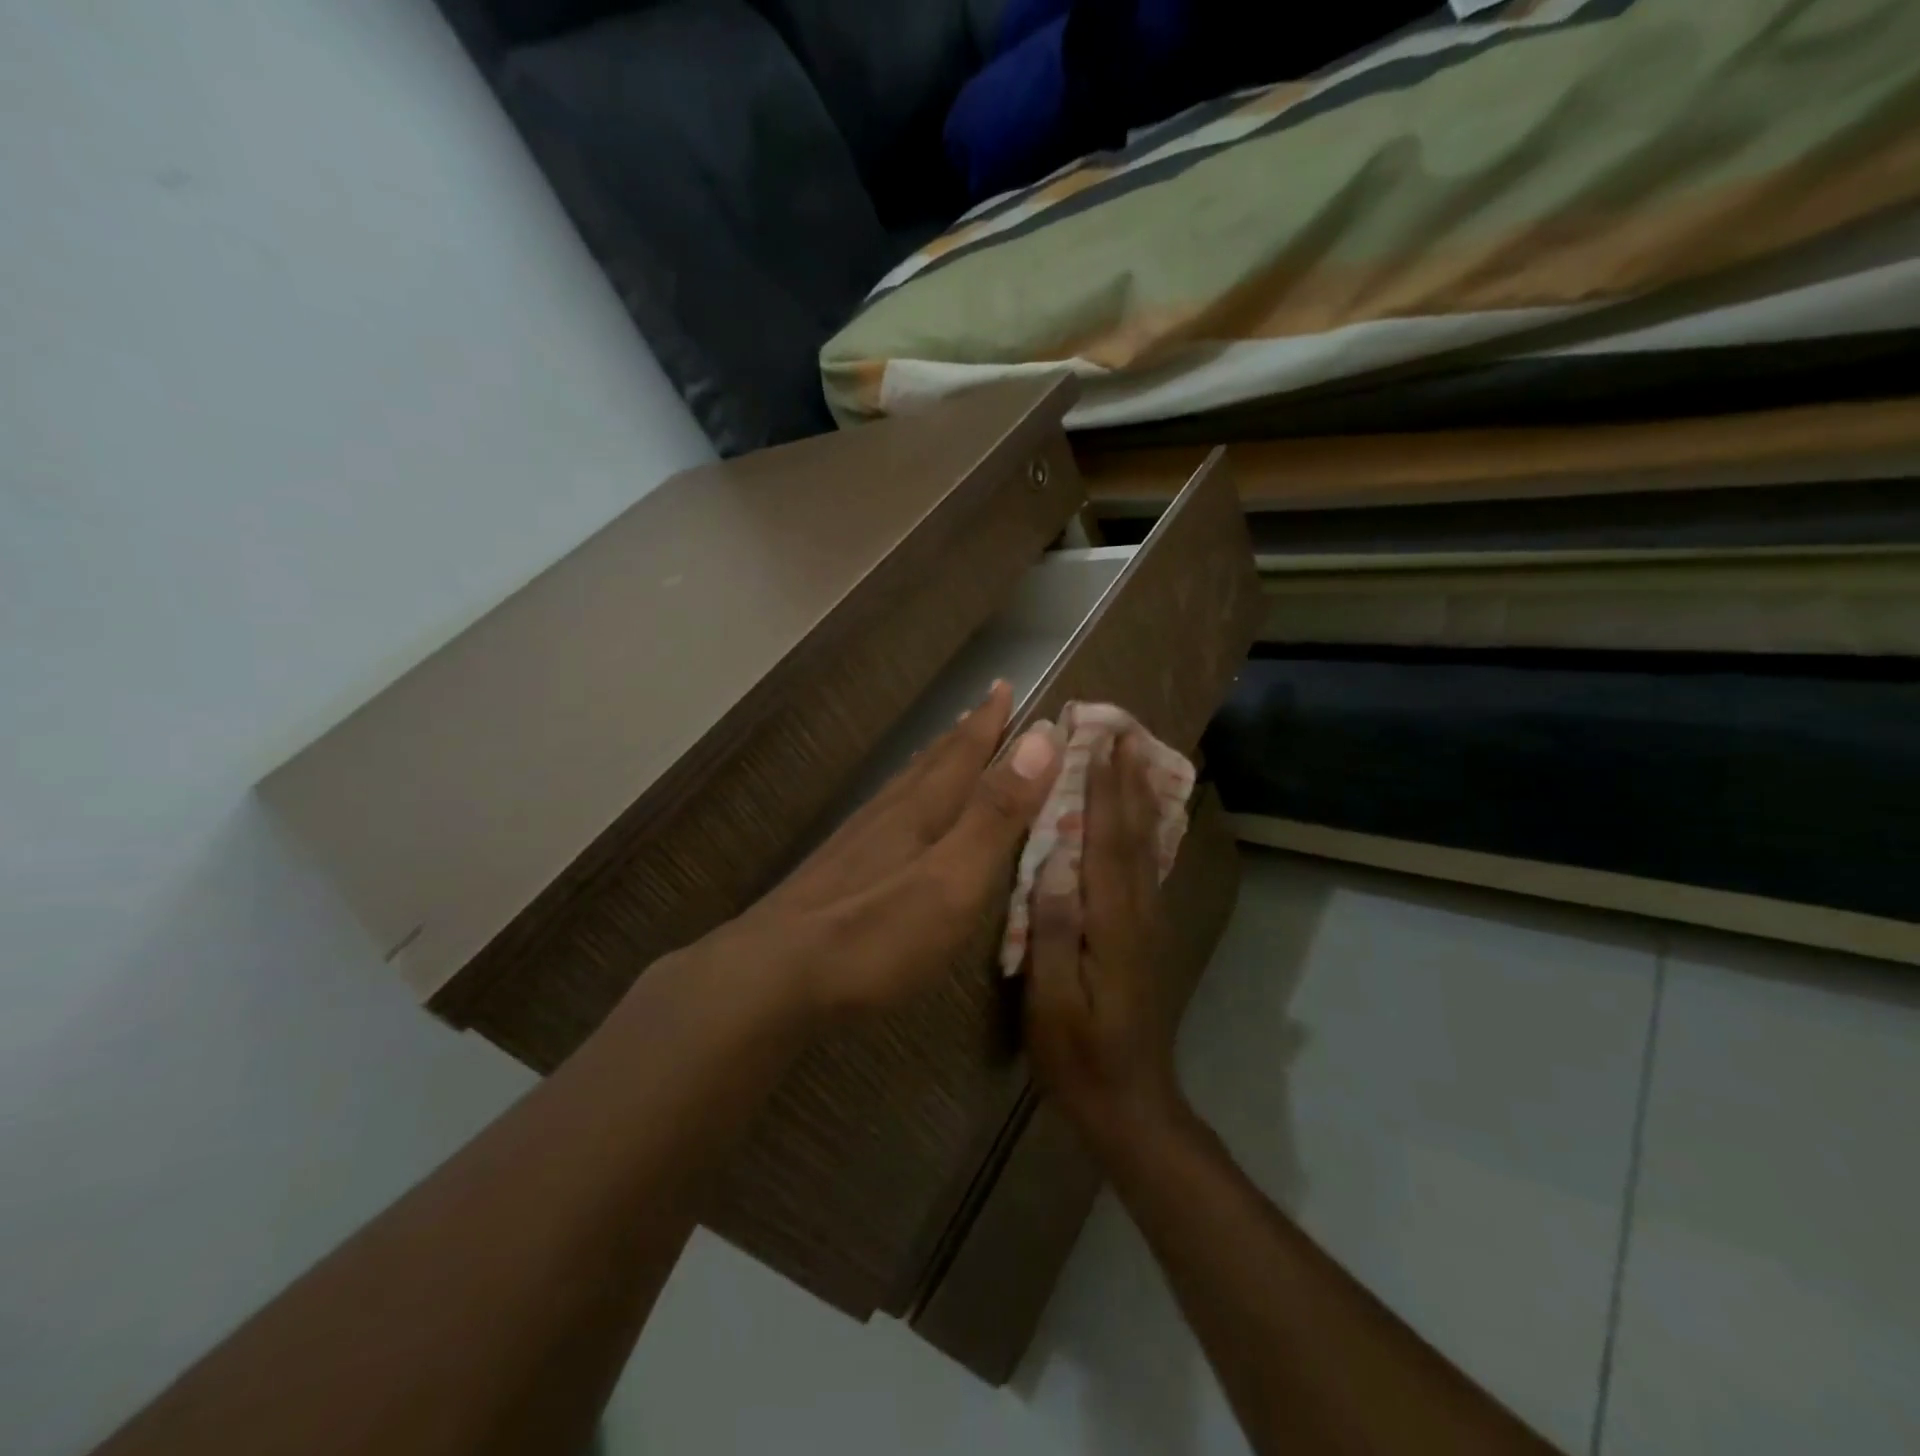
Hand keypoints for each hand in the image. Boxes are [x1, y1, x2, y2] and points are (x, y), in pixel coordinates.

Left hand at [730, 679, 1061, 1014]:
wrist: (770, 977)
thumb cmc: (874, 935)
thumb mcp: (952, 879)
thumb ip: (994, 814)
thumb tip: (1041, 737)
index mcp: (922, 811)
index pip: (965, 753)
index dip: (990, 721)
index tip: (1005, 684)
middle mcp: (888, 815)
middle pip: (933, 761)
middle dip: (965, 732)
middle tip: (985, 704)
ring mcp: (856, 842)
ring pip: (904, 784)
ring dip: (933, 759)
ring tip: (947, 743)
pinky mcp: (834, 871)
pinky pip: (883, 812)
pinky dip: (903, 794)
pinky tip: (894, 811)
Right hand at [1024, 736, 1188, 1156]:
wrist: (1132, 1104)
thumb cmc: (1079, 1056)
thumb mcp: (1051, 1002)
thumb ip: (1053, 932)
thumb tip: (1053, 863)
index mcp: (1111, 923)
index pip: (1107, 840)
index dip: (1105, 788)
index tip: (1102, 741)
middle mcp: (1137, 912)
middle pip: (1134, 833)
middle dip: (1128, 780)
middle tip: (1124, 731)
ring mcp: (1146, 923)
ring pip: (1146, 847)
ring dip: (1140, 798)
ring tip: (1135, 759)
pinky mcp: (1144, 935)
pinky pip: (1145, 868)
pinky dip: (1143, 831)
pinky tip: (1140, 819)